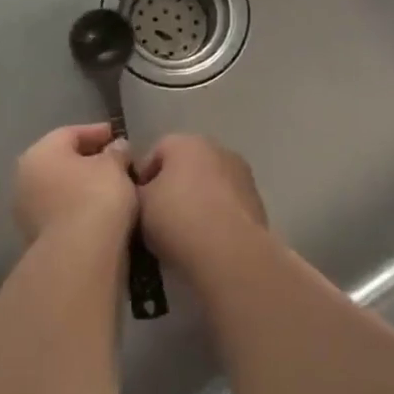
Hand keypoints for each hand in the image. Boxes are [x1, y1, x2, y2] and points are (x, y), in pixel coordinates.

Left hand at [14, 124, 137, 243]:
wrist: (78, 255)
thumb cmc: (96, 197)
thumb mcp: (114, 167)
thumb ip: (116, 152)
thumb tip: (117, 147)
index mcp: (40, 153)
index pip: (70, 134)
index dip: (96, 132)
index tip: (117, 136)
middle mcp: (25, 177)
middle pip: (61, 161)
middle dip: (88, 159)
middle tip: (115, 161)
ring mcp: (26, 210)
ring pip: (59, 188)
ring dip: (82, 185)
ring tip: (112, 188)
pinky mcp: (35, 236)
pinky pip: (61, 211)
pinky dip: (78, 206)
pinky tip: (100, 210)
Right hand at [135, 134, 268, 273]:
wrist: (230, 251)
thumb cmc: (177, 218)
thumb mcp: (139, 204)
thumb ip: (137, 191)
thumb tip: (144, 192)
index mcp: (185, 143)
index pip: (156, 152)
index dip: (143, 177)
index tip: (135, 203)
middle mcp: (217, 150)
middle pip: (186, 166)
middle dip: (173, 187)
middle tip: (158, 216)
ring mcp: (242, 175)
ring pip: (210, 185)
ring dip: (197, 201)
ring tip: (183, 232)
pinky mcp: (257, 202)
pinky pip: (227, 205)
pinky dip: (216, 216)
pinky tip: (206, 240)